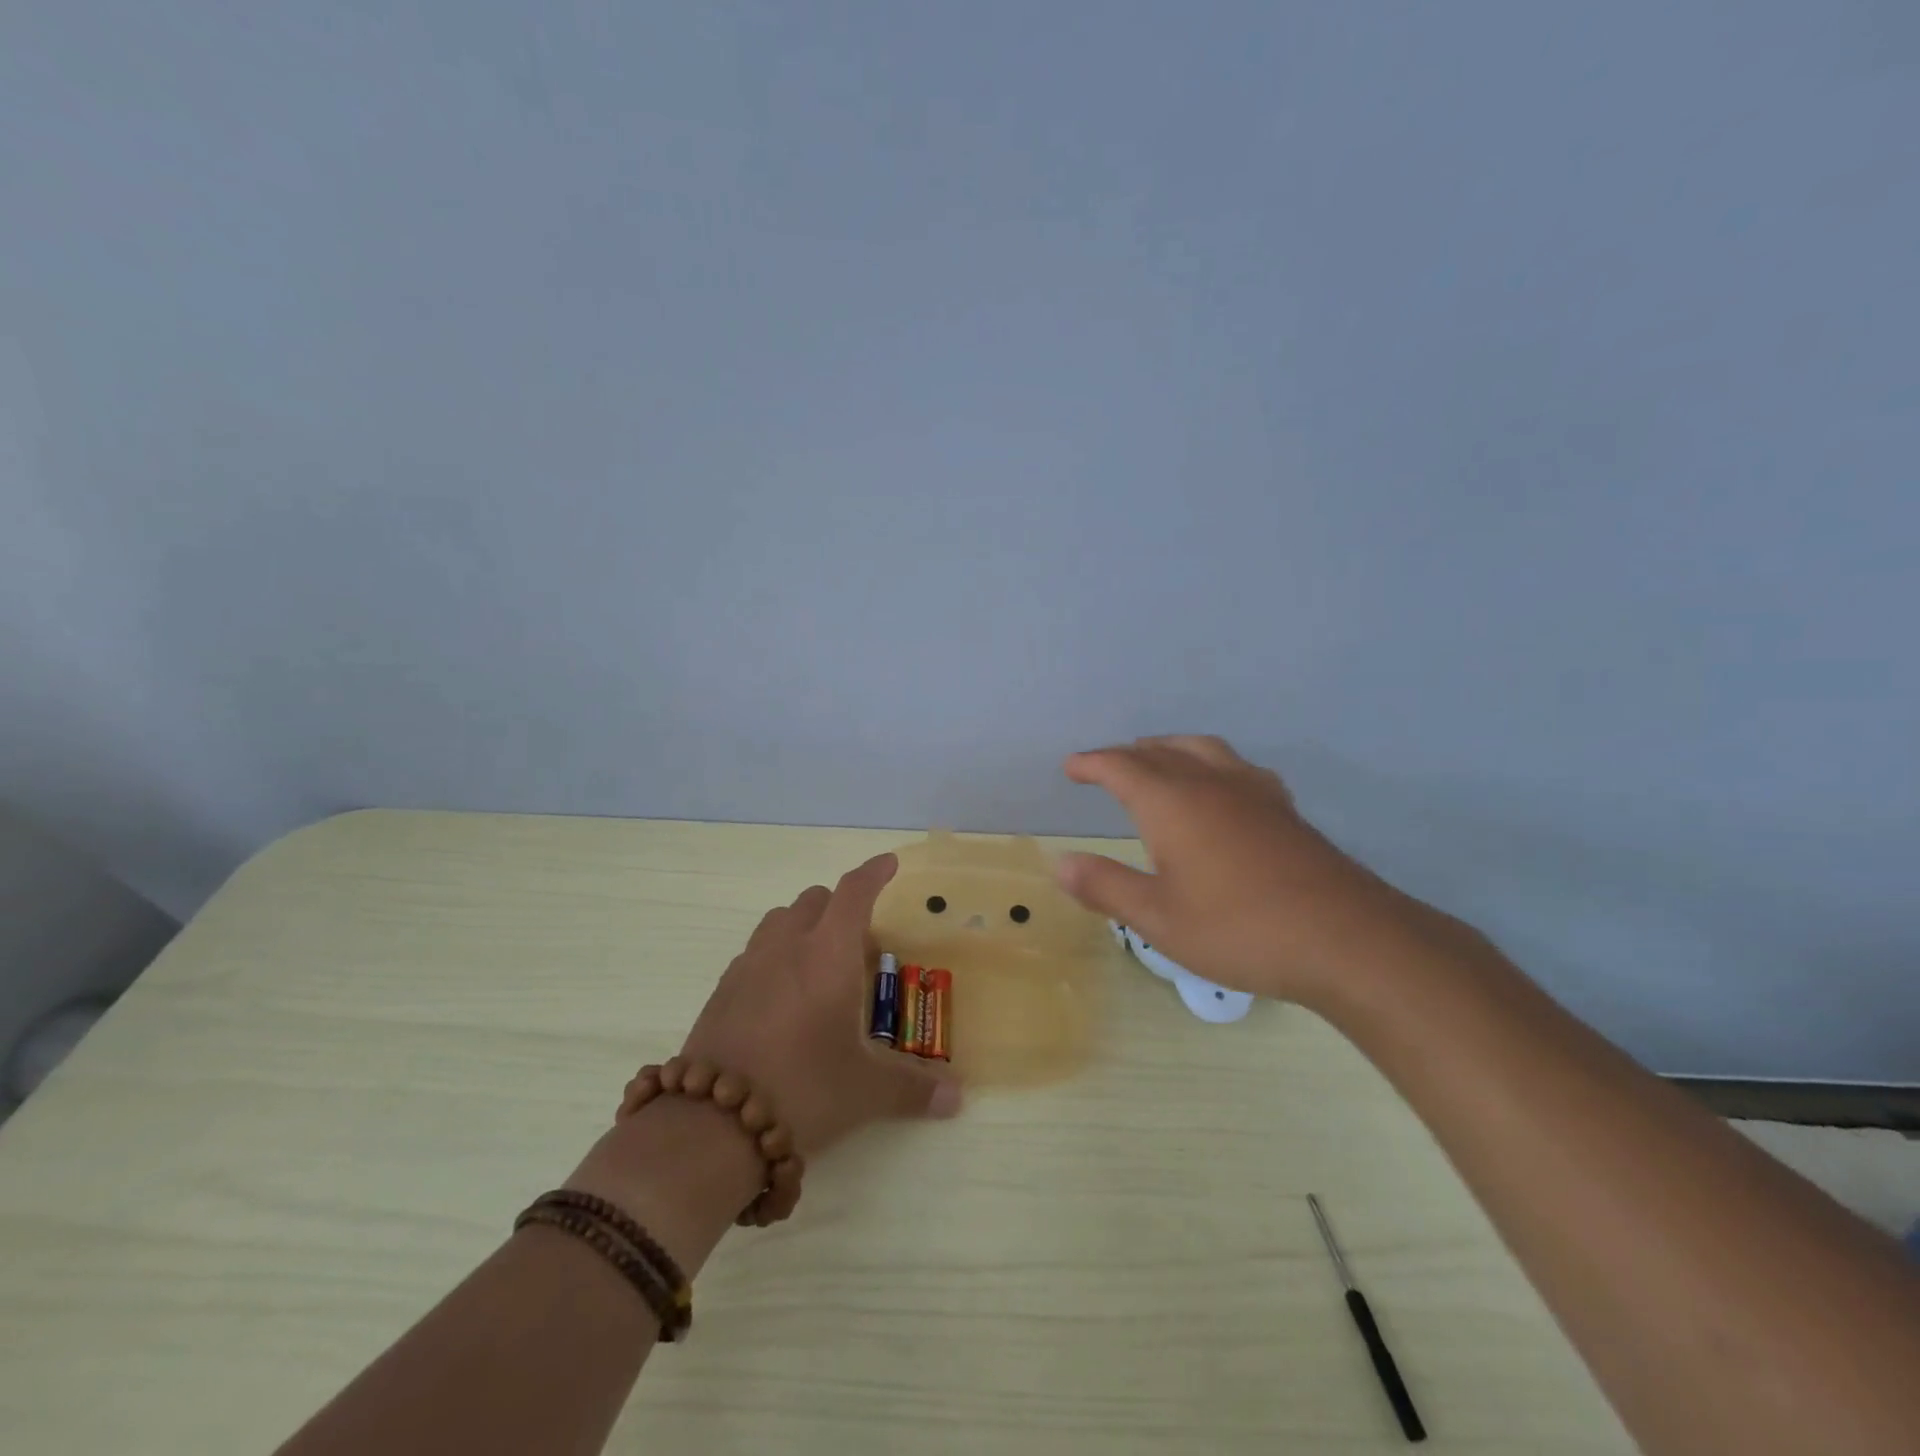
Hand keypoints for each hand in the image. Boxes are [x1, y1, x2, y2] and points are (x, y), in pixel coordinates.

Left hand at [678, 852, 959, 1156]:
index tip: (889, 863)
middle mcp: (787, 946)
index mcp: (829, 953)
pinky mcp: (721, 989)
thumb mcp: (865, 1090)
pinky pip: (755, 951)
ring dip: (804, 926)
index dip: (874, 873)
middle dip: (840, 907)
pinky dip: (775, 955)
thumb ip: (913, 1087)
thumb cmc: (803, 1089)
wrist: (712, 1125)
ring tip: (819, 966)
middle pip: (815, 899)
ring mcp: (749, 965)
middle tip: (859, 945)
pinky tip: (782, 996)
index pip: (854, 892)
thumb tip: (956, 1098)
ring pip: (780, 920)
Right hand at [1053, 736, 1463, 1005]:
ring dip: (1171, 749)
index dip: (1092, 763)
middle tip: (1106, 765)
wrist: (1346, 939)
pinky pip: (1238, 768)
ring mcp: (1254, 793)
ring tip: (1158, 759)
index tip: (1071, 767)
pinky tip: (1223, 787)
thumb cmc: (1240, 929)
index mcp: (1172, 803)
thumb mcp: (1159, 919)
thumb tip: (1060, 863)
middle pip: (1161, 752)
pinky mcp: (1285, 810)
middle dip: (1128, 754)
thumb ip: (1106, 887)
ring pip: (1204, 750)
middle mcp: (1211, 784)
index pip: (1121, 767)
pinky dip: (1213, 764)